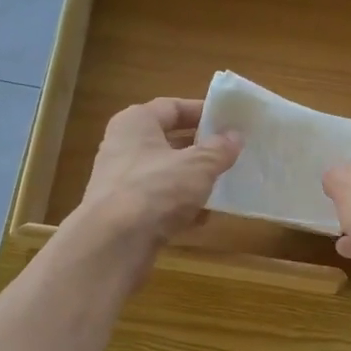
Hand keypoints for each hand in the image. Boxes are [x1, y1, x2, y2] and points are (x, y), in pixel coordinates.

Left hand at [73, 97, 240, 251]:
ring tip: (222, 187)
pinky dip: (179, 208)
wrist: (115, 242)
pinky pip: (158, 202)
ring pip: (164, 174)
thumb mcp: (198, 166)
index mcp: (136, 123)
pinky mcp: (124, 213)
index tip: (229, 122)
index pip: (172, 107)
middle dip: (199, 150)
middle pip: (168, 141)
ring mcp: (121, 181)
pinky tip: (202, 219)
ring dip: (192, 181)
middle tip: (230, 155)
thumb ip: (219, 150)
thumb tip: (235, 137)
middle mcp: (123, 147)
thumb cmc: (156, 189)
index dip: (201, 112)